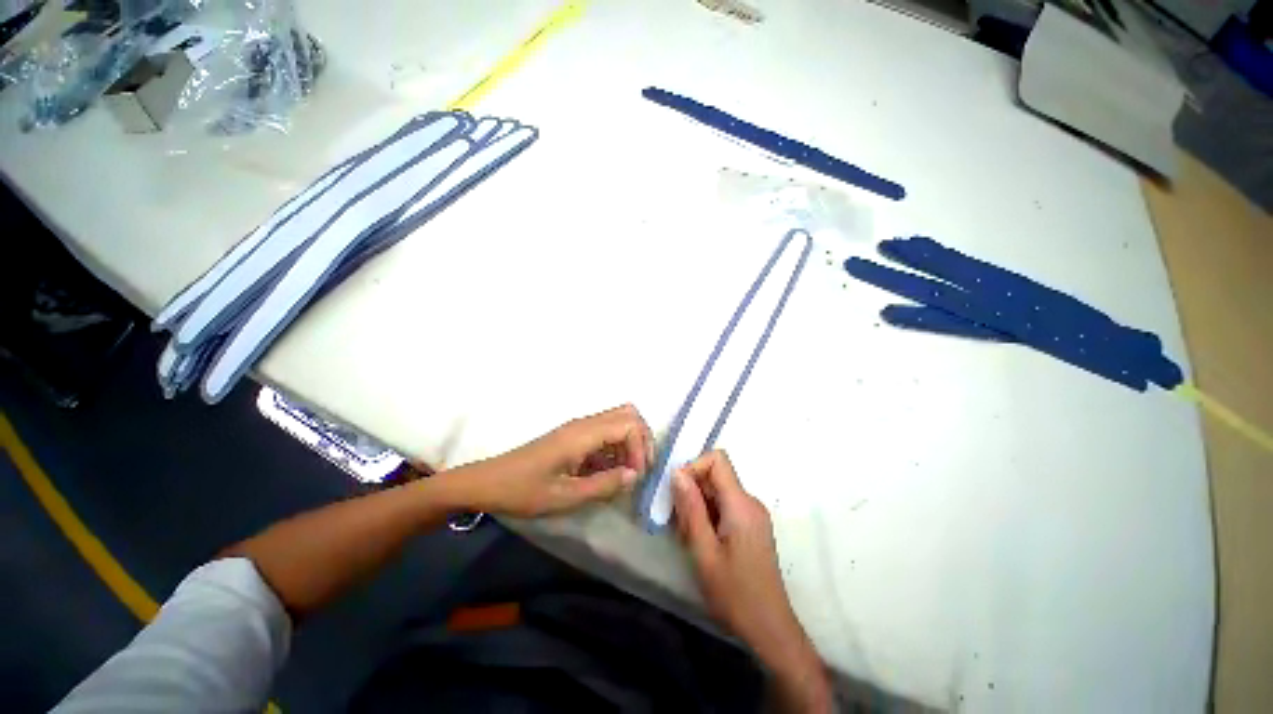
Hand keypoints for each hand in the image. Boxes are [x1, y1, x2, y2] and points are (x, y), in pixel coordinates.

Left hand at [456, 404, 653, 516]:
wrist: (488, 483)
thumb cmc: (524, 490)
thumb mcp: (565, 496)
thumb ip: (604, 485)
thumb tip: (635, 475)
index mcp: (582, 434)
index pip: (628, 425)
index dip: (640, 449)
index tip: (635, 476)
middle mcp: (584, 424)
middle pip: (628, 414)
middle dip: (642, 439)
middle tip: (640, 469)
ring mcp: (578, 428)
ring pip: (618, 421)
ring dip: (630, 443)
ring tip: (627, 473)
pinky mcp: (573, 436)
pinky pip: (605, 433)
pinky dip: (616, 448)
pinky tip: (610, 472)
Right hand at [673, 450, 831, 712]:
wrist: (769, 629)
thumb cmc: (735, 593)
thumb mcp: (704, 552)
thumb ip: (691, 509)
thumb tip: (677, 473)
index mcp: (741, 504)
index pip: (717, 460)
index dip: (694, 467)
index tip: (678, 492)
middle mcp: (750, 501)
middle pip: (716, 476)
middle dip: (692, 491)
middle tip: (679, 523)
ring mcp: (752, 513)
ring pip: (717, 492)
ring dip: (698, 506)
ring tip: (689, 537)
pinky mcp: (751, 525)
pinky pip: (724, 506)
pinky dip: (708, 516)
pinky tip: (701, 542)